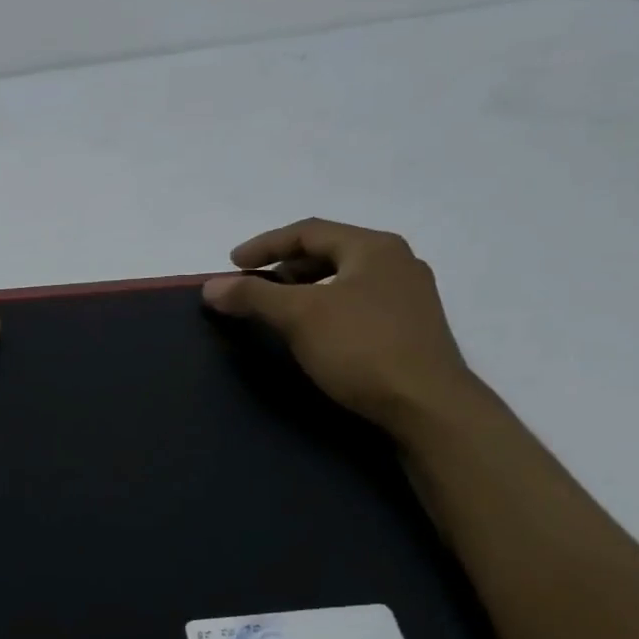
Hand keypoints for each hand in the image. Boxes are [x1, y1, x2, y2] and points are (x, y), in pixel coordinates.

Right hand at [202, 217, 479, 435]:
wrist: (428, 407)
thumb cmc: (361, 348)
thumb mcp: (299, 316)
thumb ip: (253, 295)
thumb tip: (210, 286)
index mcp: (374, 247)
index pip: (309, 231)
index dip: (265, 244)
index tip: (232, 264)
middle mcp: (397, 263)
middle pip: (329, 252)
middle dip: (286, 266)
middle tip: (255, 286)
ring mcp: (409, 297)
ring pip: (345, 280)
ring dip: (306, 289)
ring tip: (279, 310)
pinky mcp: (412, 329)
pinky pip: (358, 304)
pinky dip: (326, 309)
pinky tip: (314, 333)